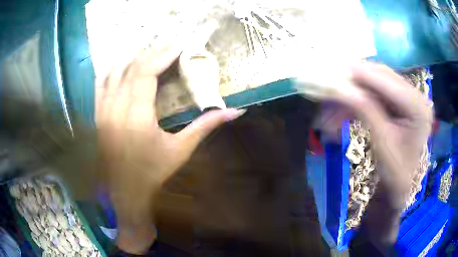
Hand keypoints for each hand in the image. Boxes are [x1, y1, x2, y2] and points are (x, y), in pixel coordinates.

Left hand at [96, 45, 243, 253]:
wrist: (125, 192)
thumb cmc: (154, 173)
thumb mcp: (181, 150)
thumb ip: (206, 126)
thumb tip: (236, 111)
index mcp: (137, 117)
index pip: (146, 73)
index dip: (163, 55)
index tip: (179, 45)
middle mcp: (116, 109)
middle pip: (132, 68)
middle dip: (152, 52)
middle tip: (169, 44)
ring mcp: (103, 110)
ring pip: (114, 71)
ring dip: (133, 57)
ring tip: (149, 51)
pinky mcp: (97, 115)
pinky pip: (100, 83)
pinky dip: (112, 69)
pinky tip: (122, 63)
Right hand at [319, 63, 432, 249]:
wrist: (398, 188)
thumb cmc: (395, 174)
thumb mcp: (382, 143)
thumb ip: (365, 111)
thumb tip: (340, 87)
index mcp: (418, 106)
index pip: (387, 81)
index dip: (360, 74)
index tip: (333, 69)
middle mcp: (415, 95)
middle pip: (380, 76)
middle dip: (353, 82)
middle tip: (329, 86)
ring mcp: (406, 97)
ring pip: (374, 84)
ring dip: (352, 93)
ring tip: (331, 108)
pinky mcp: (397, 102)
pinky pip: (374, 94)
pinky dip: (356, 102)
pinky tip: (342, 113)